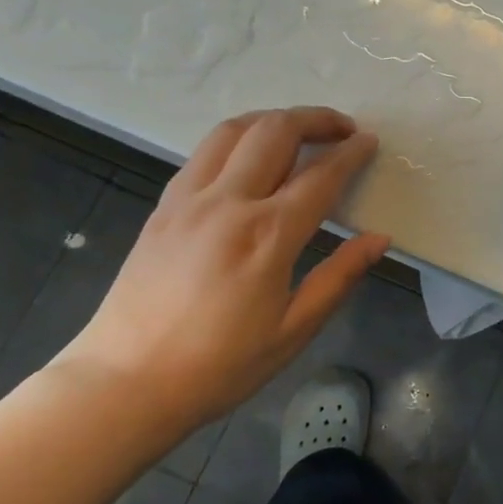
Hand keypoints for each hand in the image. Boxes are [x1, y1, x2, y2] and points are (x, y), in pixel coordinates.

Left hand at [55, 108, 389, 435]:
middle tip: (342, 128)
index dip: (351, 153)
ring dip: (273, 119)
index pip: (321, 175)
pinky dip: (236, 138)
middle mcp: (228, 203)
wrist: (124, 384)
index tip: (370, 142)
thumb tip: (379, 239)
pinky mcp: (163, 207)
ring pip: (234, 130)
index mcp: (267, 235)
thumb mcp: (293, 330)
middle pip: (276, 132)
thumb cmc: (219, 366)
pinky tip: (249, 156)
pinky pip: (204, 153)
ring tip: (298, 129)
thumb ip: (339, 277)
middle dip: (316, 119)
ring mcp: (188, 200)